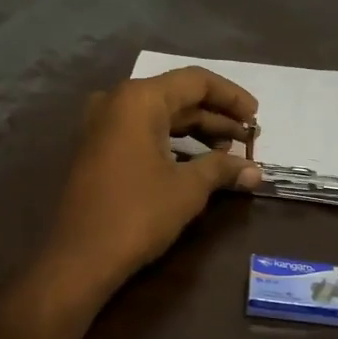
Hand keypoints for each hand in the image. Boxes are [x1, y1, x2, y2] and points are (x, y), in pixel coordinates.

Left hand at [43, 67, 261, 296]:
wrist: (80, 257)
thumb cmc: (138, 214)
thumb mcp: (188, 188)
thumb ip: (222, 169)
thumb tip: (256, 171)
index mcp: (139, 100)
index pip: (195, 81)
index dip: (231, 96)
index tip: (257, 117)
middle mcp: (117, 102)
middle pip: (177, 96)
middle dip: (216, 116)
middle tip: (248, 137)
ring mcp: (103, 126)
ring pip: (160, 117)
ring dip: (196, 131)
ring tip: (228, 152)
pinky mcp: (98, 150)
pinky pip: (143, 133)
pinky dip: (172, 142)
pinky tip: (197, 162)